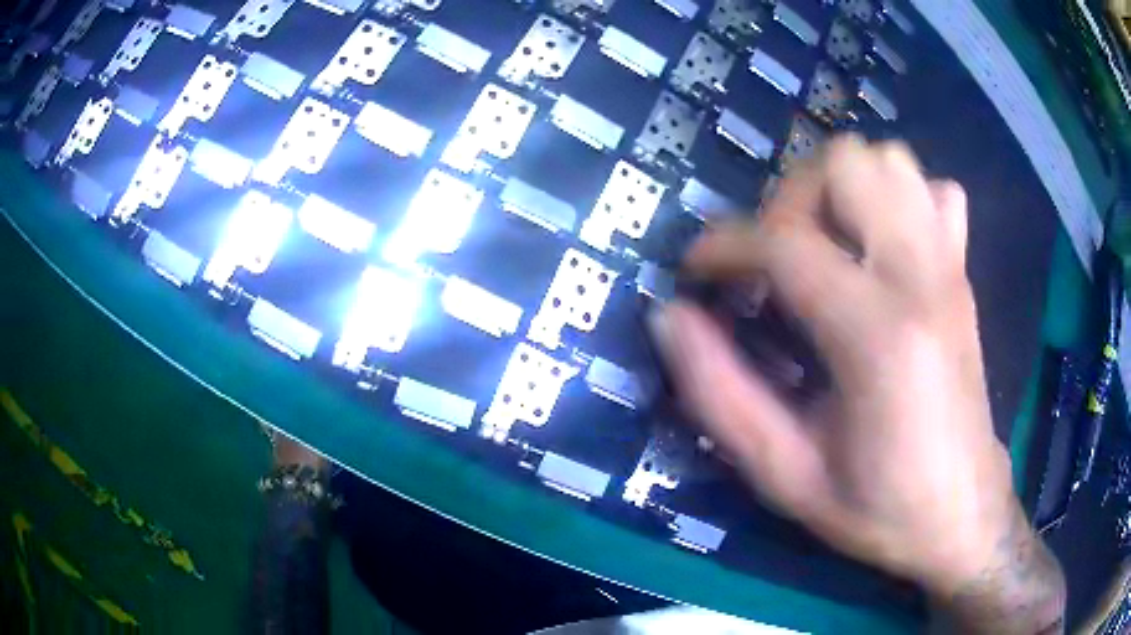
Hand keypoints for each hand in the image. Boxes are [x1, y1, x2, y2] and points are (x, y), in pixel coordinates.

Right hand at [649, 137, 1063, 631]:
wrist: (962, 513)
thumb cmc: (878, 507)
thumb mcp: (786, 475)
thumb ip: (720, 395)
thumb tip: (670, 317)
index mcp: (879, 335)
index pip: (787, 242)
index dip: (723, 246)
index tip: (695, 274)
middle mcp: (921, 278)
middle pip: (846, 165)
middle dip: (789, 199)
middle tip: (773, 260)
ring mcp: (949, 267)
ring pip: (889, 161)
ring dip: (840, 189)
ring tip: (823, 246)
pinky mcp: (962, 272)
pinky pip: (932, 190)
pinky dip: (896, 197)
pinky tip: (880, 247)